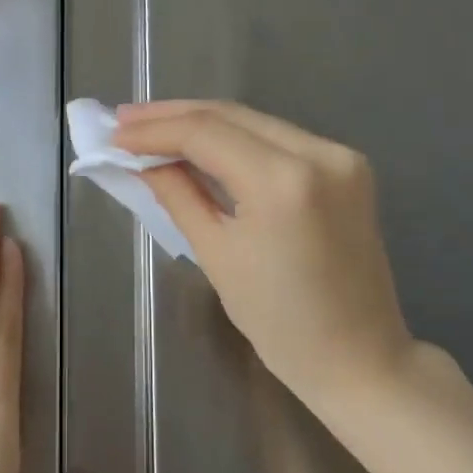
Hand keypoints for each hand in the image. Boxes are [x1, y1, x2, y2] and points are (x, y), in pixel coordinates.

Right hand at [114, 100, 421, 407]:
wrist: (358, 356)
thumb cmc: (279, 323)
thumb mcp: (216, 255)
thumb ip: (178, 195)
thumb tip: (144, 161)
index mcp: (284, 183)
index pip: (206, 134)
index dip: (154, 130)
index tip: (114, 134)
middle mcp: (320, 154)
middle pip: (232, 115)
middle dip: (174, 115)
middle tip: (124, 120)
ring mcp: (341, 157)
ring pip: (256, 122)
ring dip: (203, 123)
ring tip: (153, 127)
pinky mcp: (348, 168)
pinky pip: (279, 140)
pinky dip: (236, 139)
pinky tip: (202, 143)